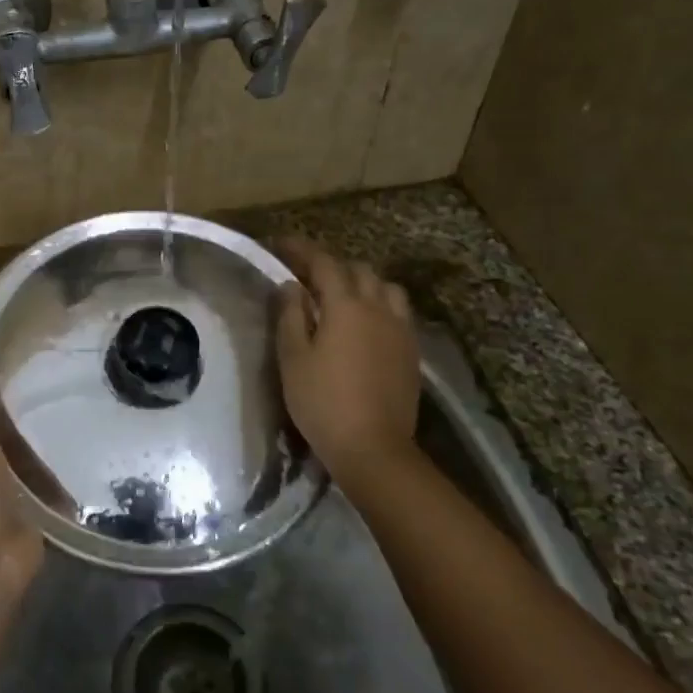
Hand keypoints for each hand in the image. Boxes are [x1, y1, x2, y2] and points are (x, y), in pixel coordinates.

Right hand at [273, 238, 420, 489]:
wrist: (374, 447)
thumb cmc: (322, 402)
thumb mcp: (293, 358)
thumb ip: (290, 316)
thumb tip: (291, 286)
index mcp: (346, 306)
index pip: (324, 263)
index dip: (301, 250)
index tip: (281, 244)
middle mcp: (378, 308)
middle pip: (358, 271)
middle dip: (331, 266)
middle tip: (307, 276)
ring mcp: (400, 330)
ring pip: (385, 288)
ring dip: (362, 283)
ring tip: (342, 296)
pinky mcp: (412, 351)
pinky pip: (398, 312)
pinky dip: (379, 304)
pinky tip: (366, 323)